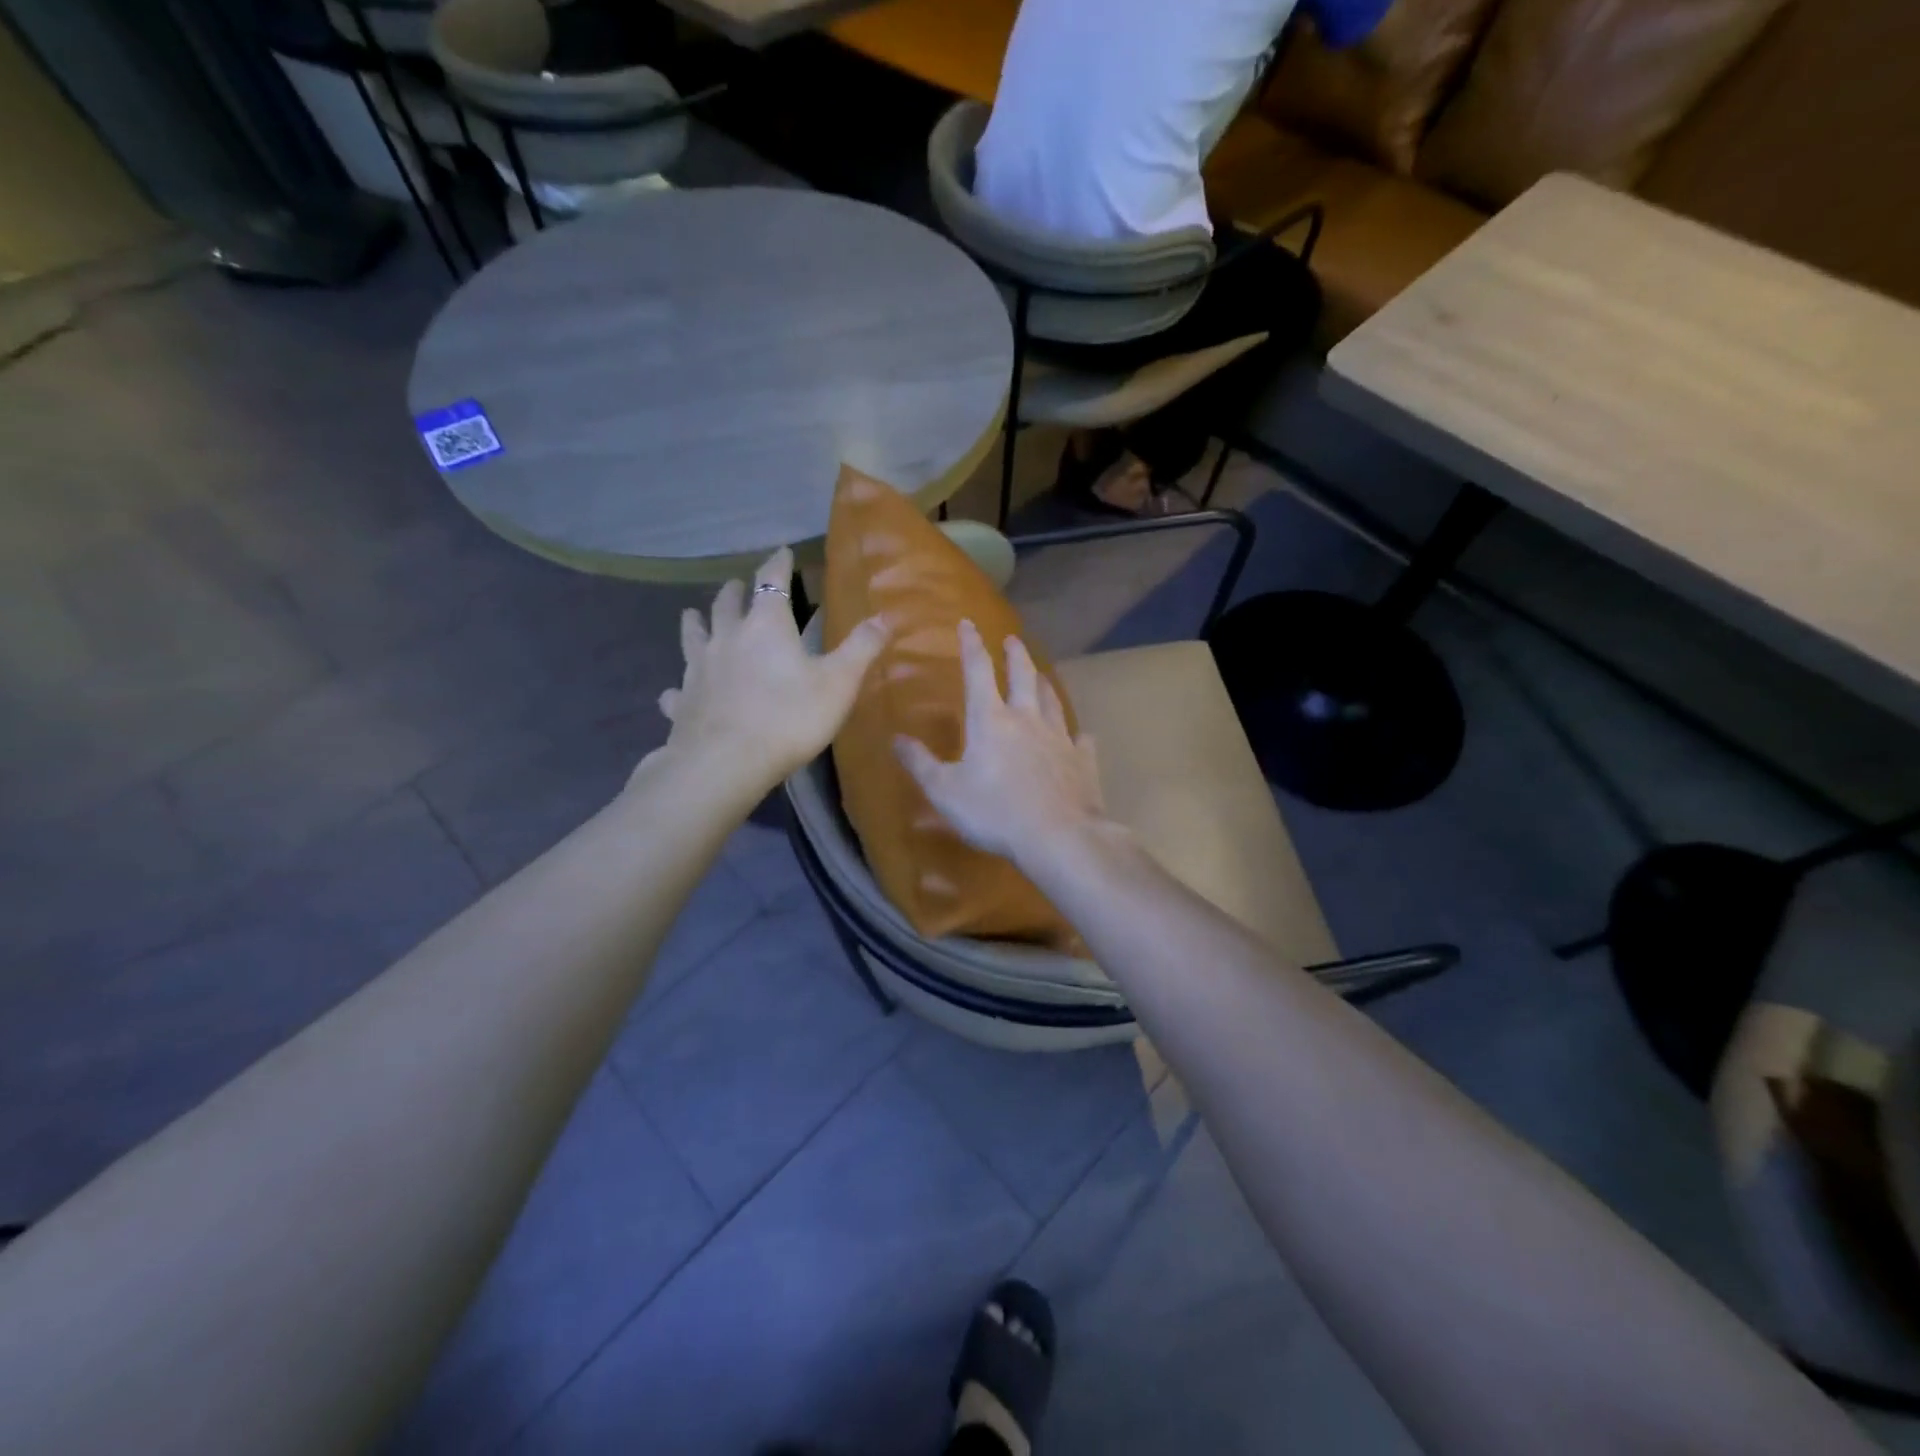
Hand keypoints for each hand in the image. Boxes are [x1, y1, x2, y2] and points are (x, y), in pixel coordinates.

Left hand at [653, 548, 887, 789]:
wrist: (727, 763)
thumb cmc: (789, 718)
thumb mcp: (839, 683)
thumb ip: (861, 648)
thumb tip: (884, 616)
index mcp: (766, 626)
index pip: (772, 582)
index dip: (778, 564)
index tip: (782, 552)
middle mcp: (727, 638)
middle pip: (726, 604)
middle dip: (734, 591)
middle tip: (736, 585)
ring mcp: (698, 669)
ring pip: (693, 636)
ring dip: (695, 623)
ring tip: (693, 615)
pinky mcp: (682, 702)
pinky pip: (677, 689)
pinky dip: (678, 686)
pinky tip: (675, 692)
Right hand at [893, 620, 1106, 866]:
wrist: (1058, 836)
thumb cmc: (994, 812)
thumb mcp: (945, 791)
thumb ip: (920, 763)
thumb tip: (896, 739)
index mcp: (991, 720)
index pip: (978, 671)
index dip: (971, 645)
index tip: (968, 623)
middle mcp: (1027, 720)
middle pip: (1023, 677)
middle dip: (1015, 655)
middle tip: (1013, 640)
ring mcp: (1060, 739)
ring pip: (1052, 702)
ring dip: (1044, 685)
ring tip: (1041, 675)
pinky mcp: (1082, 762)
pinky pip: (1081, 741)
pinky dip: (1078, 736)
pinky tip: (1081, 736)